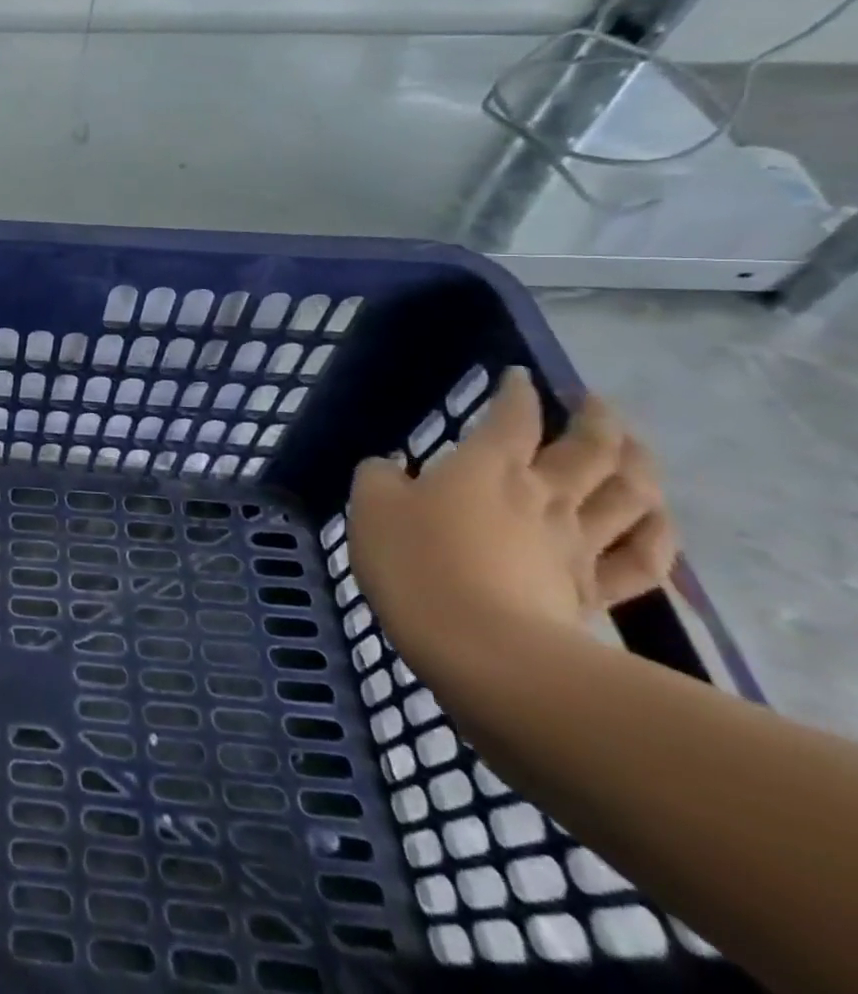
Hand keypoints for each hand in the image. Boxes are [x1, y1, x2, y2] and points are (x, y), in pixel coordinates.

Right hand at [346, 368, 676, 668]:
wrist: (480, 649)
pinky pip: (643, 559)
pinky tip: (656, 519)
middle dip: (596, 418)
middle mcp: (543, 495)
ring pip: (629, 495)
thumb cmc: (415, 563)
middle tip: (593, 401)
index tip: (517, 376)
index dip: (516, 392)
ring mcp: (576, 544)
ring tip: (635, 447)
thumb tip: (391, 467)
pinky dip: (657, 534)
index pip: (511, 416)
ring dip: (639, 464)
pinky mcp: (593, 591)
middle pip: (590, 448)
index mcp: (487, 466)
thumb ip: (378, 476)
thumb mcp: (369, 506)